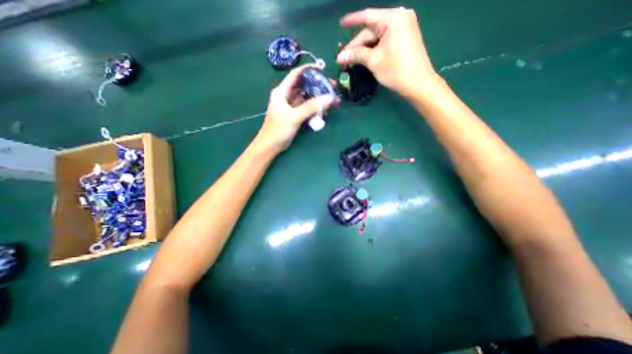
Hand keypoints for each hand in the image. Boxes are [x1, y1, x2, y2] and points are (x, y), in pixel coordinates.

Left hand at [253, 63, 337, 152]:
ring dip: (318, 97)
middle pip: (303, 86)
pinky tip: (324, 109)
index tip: (322, 68)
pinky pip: (307, 108)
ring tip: (332, 98)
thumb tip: (329, 98)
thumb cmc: (278, 130)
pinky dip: (315, 108)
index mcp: (282, 92)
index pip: (296, 74)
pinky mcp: (295, 115)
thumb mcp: (294, 117)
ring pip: (306, 98)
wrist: (270, 146)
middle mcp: (286, 96)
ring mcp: (291, 106)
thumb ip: (311, 107)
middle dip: (317, 85)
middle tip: (332, 86)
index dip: (308, 69)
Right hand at [336, 7, 439, 96]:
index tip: (340, 24)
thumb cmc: (395, 69)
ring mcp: (404, 28)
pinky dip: (374, 49)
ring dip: (364, 48)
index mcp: (393, 18)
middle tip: (343, 57)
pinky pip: (384, 41)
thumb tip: (339, 57)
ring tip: (351, 59)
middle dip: (357, 44)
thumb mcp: (373, 60)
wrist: (417, 83)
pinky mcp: (404, 39)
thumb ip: (356, 55)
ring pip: (377, 37)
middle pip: (372, 29)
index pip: (368, 16)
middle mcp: (400, 18)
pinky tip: (364, 57)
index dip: (352, 21)